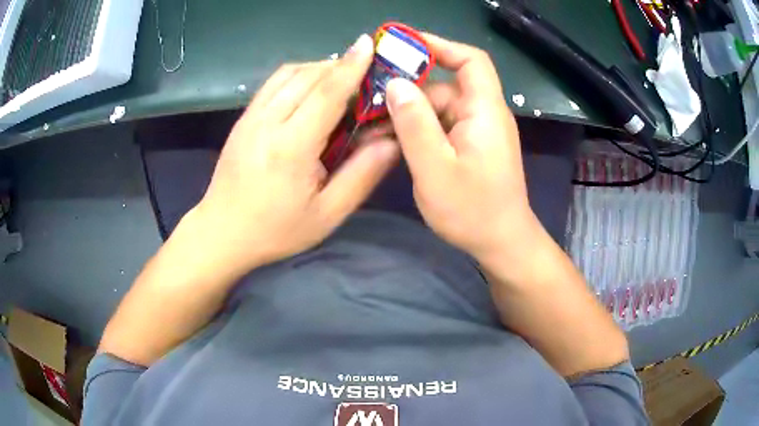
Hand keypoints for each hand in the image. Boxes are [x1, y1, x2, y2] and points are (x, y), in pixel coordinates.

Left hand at [190, 34, 398, 276]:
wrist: (222, 232)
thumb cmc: (276, 229)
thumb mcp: (327, 214)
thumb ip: (362, 175)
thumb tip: (392, 140)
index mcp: (291, 147)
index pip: (326, 94)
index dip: (351, 67)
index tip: (368, 44)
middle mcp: (268, 122)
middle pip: (308, 77)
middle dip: (339, 65)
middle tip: (366, 70)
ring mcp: (250, 117)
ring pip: (289, 74)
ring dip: (318, 68)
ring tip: (341, 77)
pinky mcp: (243, 118)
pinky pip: (273, 83)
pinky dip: (297, 75)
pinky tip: (310, 86)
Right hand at [384, 34, 539, 264]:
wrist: (500, 243)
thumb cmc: (473, 210)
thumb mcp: (435, 168)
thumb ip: (414, 124)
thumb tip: (395, 84)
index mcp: (484, 111)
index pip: (470, 60)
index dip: (440, 45)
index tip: (403, 45)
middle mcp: (483, 114)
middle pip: (443, 86)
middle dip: (407, 90)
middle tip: (368, 102)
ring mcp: (476, 131)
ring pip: (437, 108)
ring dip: (407, 114)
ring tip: (370, 127)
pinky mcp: (469, 145)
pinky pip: (440, 126)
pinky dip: (417, 129)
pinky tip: (391, 140)